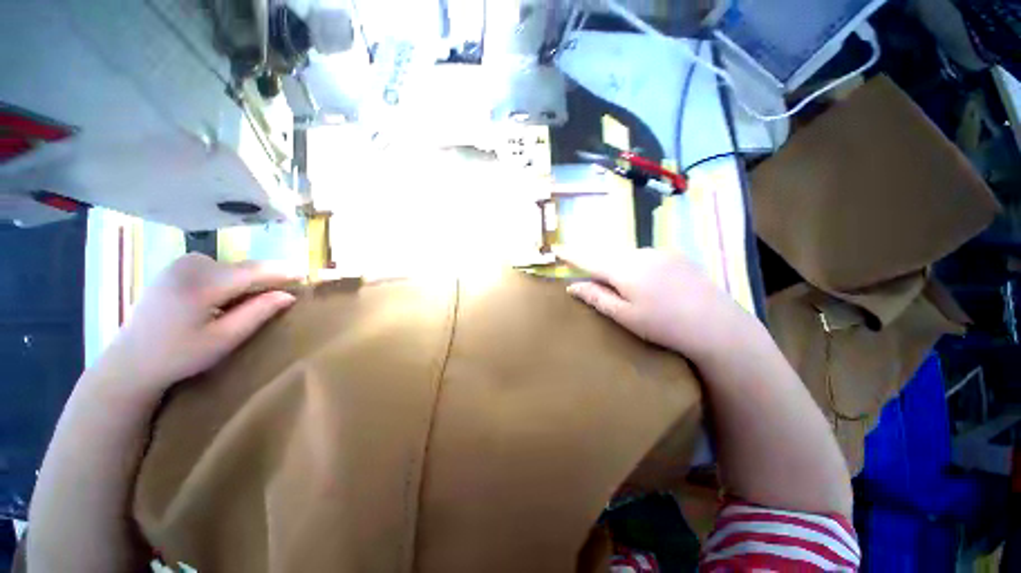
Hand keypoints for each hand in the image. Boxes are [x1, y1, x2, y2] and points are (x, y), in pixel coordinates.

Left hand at [94, 253, 299, 401]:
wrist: (131, 360)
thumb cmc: (179, 355)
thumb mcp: (224, 339)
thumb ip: (257, 313)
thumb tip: (288, 295)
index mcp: (201, 284)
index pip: (253, 271)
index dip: (282, 272)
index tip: (305, 274)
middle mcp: (190, 266)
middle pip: (243, 267)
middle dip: (265, 278)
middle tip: (285, 291)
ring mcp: (180, 264)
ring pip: (230, 267)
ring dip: (247, 280)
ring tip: (255, 298)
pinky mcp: (174, 267)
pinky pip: (216, 267)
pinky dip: (230, 278)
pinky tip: (227, 296)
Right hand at [560, 248, 752, 359]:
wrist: (717, 325)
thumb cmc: (663, 325)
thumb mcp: (624, 316)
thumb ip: (596, 297)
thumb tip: (573, 286)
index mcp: (624, 269)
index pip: (589, 259)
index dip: (571, 255)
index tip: (557, 249)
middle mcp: (640, 254)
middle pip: (609, 256)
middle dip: (598, 265)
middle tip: (594, 280)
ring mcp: (660, 253)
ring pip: (628, 256)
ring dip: (619, 267)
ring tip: (627, 289)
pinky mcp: (676, 256)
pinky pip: (645, 257)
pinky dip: (637, 266)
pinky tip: (649, 285)